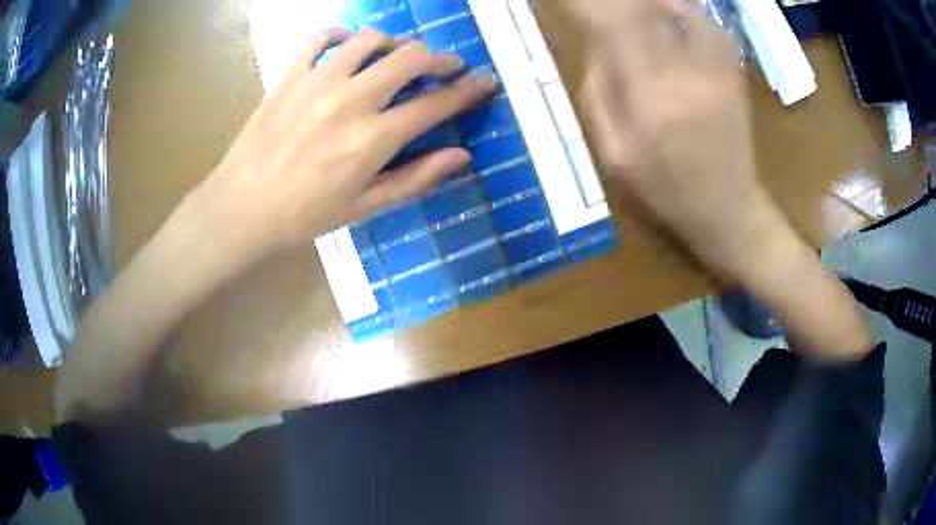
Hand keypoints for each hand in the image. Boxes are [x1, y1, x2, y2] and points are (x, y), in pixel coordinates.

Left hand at [187, 29, 495, 259]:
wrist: (242, 208)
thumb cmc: (305, 215)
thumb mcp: (366, 206)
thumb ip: (416, 178)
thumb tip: (462, 157)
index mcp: (373, 139)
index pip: (435, 104)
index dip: (468, 90)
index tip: (486, 81)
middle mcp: (350, 100)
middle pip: (409, 59)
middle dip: (438, 58)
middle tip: (445, 66)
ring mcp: (317, 82)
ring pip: (369, 39)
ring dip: (393, 43)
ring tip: (396, 55)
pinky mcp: (289, 76)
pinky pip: (319, 39)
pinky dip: (339, 35)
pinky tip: (346, 45)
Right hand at [571, 0, 783, 278]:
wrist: (729, 211)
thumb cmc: (666, 193)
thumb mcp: (615, 157)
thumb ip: (599, 94)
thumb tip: (597, 43)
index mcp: (649, 101)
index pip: (614, 25)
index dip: (589, 5)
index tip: (573, 3)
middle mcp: (686, 74)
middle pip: (646, 8)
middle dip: (618, 2)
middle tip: (604, 8)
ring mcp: (716, 71)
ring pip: (681, 9)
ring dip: (654, 5)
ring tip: (638, 11)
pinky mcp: (733, 73)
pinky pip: (708, 26)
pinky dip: (686, 14)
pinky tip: (674, 21)